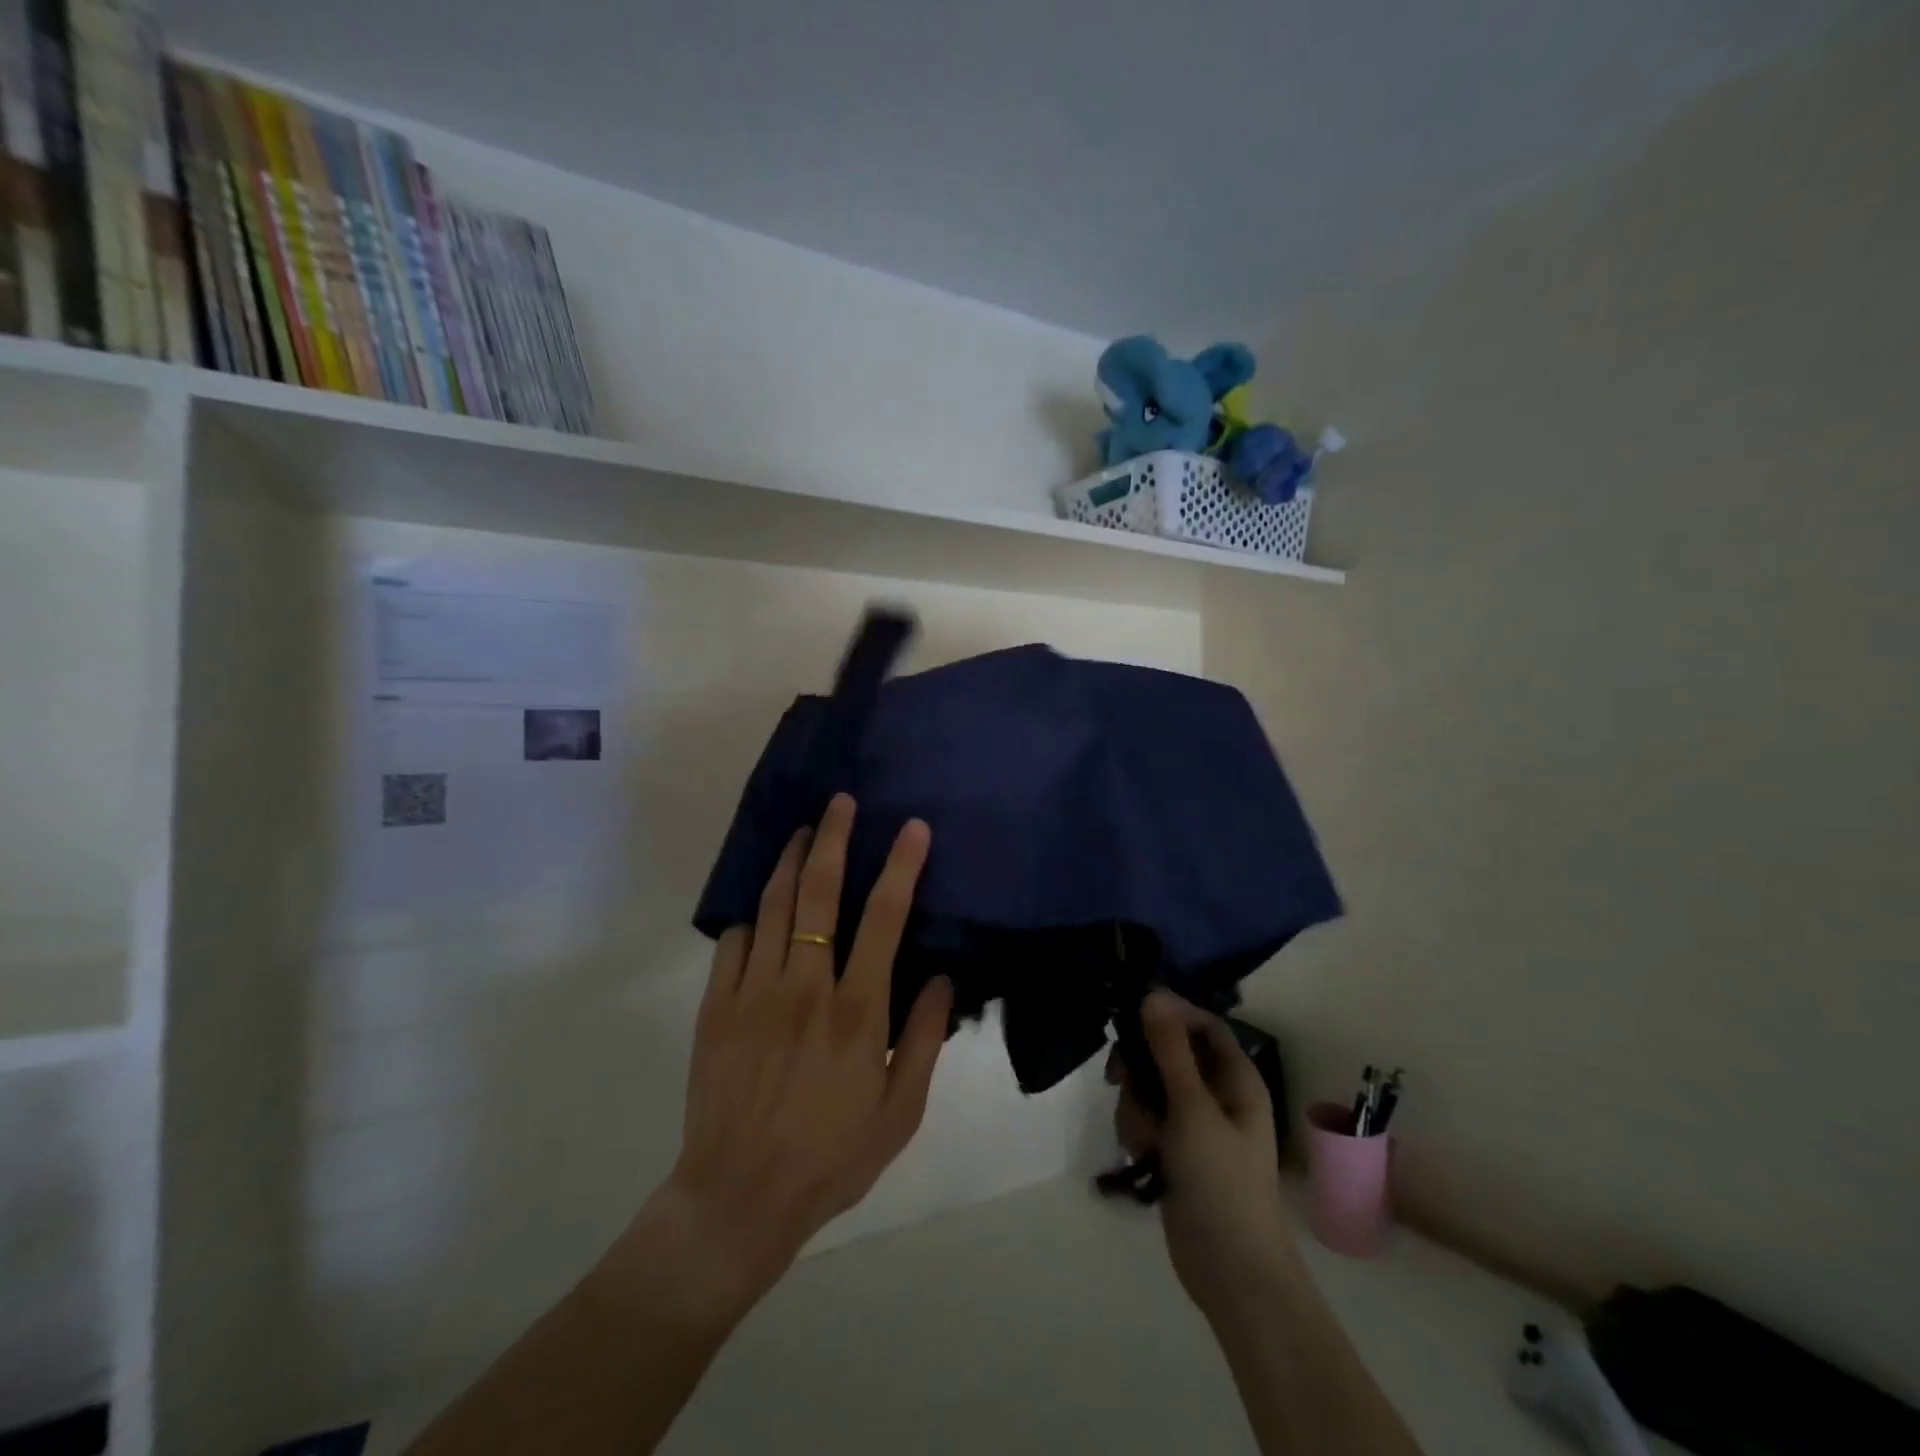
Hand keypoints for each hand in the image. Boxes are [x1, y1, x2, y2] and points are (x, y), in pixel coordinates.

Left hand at [624, 794, 953, 1317]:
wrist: (739, 1198)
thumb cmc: (831, 1156)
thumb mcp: (900, 1111)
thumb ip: (923, 1039)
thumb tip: (943, 978)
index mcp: (857, 1011)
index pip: (884, 918)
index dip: (900, 866)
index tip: (911, 828)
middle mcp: (805, 987)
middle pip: (819, 893)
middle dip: (833, 838)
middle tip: (840, 802)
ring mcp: (754, 992)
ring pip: (773, 905)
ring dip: (790, 861)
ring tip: (802, 831)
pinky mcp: (717, 1006)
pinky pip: (734, 941)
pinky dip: (752, 916)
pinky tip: (762, 909)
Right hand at [1111, 991, 1300, 1322]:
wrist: (1230, 1271)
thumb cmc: (1221, 1181)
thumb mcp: (1192, 1108)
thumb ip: (1169, 1050)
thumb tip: (1152, 994)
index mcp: (1235, 1078)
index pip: (1202, 1024)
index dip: (1170, 1014)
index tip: (1131, 1014)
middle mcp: (1216, 1094)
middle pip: (1168, 1053)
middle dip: (1142, 1068)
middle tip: (1119, 1078)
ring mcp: (1193, 1123)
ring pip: (1150, 1088)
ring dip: (1136, 1108)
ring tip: (1144, 1141)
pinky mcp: (1174, 1149)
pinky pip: (1145, 1119)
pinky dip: (1137, 1132)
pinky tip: (1141, 1158)